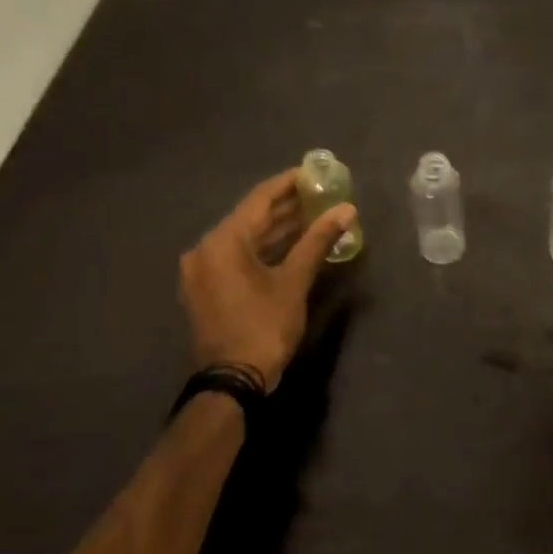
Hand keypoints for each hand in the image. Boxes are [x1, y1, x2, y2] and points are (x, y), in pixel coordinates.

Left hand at [178, 170, 355, 391]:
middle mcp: (206, 249)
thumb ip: (318, 240)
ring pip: (246, 238)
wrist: (232, 381)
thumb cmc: (263, 325)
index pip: (259, 199)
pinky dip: (266, 248)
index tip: (315, 172)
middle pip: (252, 217)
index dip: (289, 183)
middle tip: (321, 193)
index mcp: (222, 241)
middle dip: (287, 205)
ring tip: (315, 214)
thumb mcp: (294, 280)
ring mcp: (204, 271)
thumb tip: (347, 209)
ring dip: (279, 227)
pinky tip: (295, 243)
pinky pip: (240, 256)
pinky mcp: (209, 288)